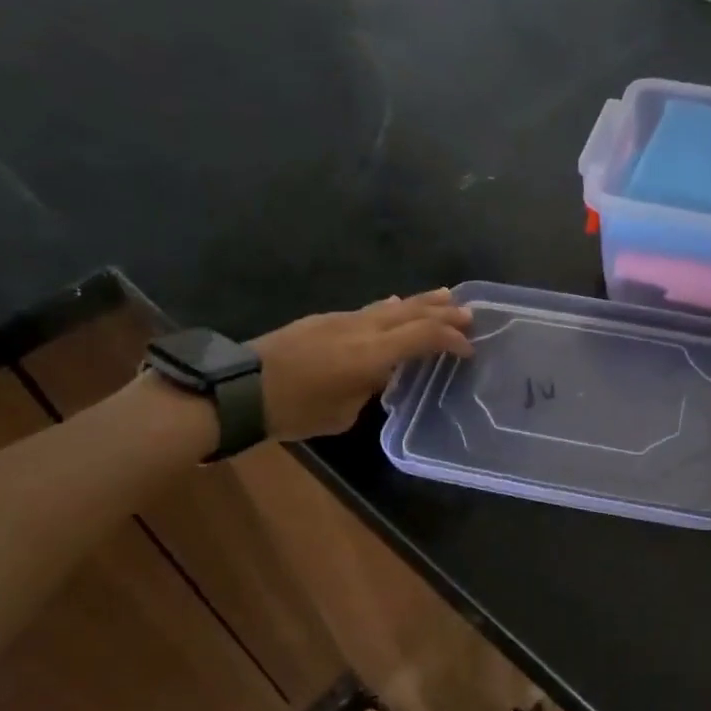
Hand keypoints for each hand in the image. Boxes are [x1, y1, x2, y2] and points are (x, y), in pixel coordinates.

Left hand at [251, 289, 473, 439]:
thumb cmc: (295, 410)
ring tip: (445, 296)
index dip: (451, 340)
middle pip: (412, 313)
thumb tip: (379, 374)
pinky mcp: (324, 319)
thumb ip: (369, 388)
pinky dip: (391, 308)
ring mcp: (342, 320)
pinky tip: (395, 305)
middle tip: (470, 313)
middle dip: (444, 313)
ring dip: (421, 302)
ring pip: (391, 305)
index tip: (468, 349)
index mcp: (372, 355)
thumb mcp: (343, 413)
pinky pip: (369, 309)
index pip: (424, 337)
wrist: (240, 389)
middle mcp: (362, 329)